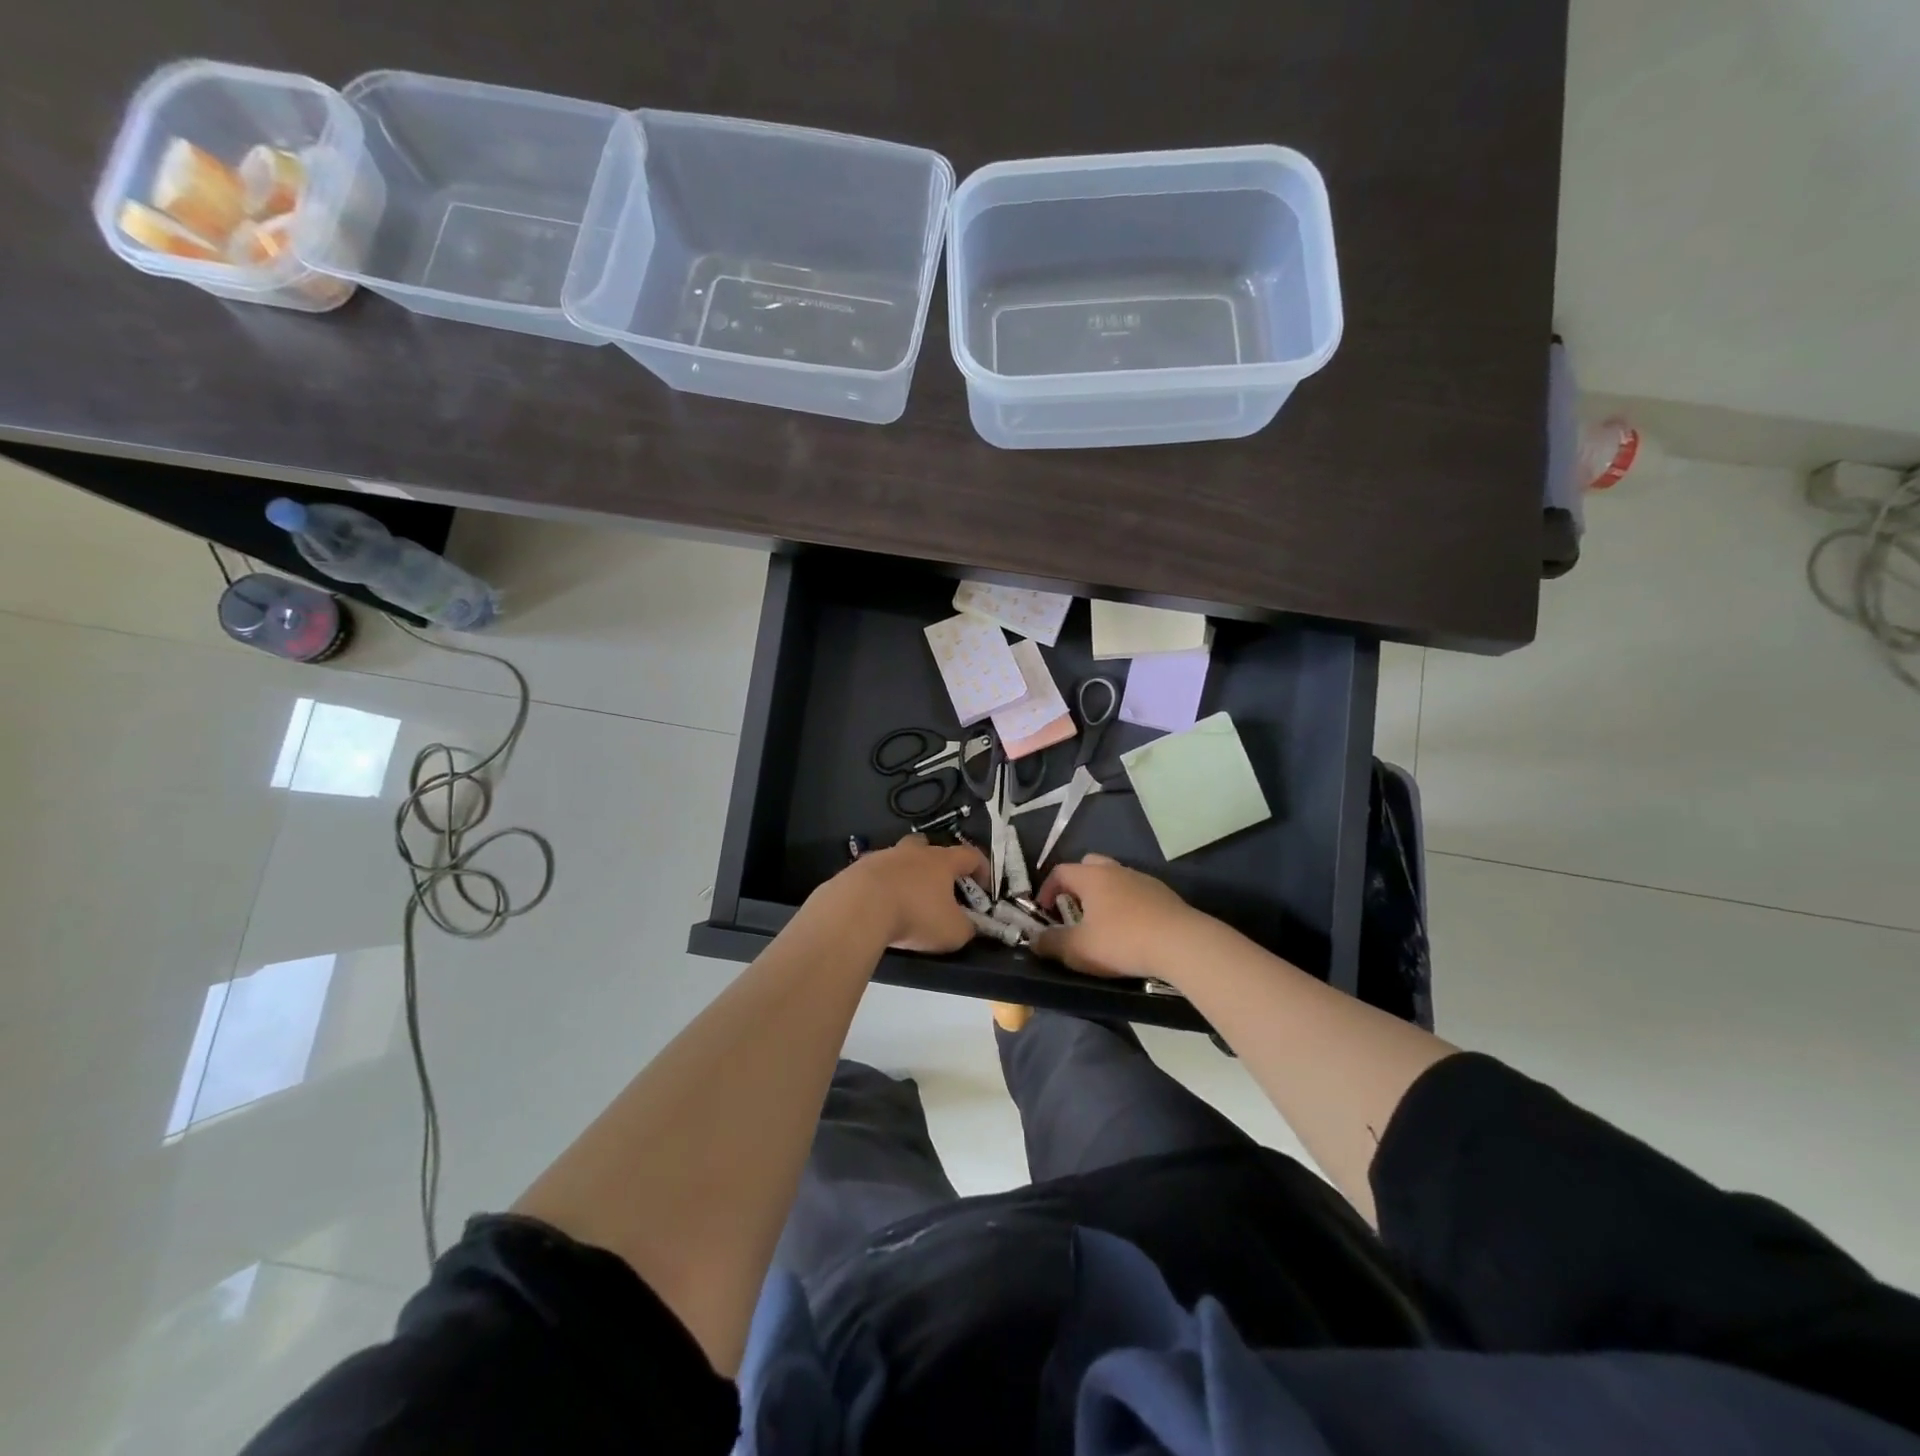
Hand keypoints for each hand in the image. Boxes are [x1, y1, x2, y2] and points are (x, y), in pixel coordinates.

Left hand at [820, 834, 989, 953]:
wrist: (858, 908)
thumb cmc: (914, 915)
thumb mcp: (952, 932)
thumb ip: (967, 928)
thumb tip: (968, 926)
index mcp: (941, 861)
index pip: (970, 855)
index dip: (982, 869)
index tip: (985, 887)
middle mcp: (913, 852)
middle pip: (929, 846)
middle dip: (936, 863)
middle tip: (939, 886)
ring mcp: (883, 856)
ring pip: (899, 858)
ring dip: (906, 874)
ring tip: (905, 900)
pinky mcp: (857, 868)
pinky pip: (875, 873)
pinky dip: (881, 886)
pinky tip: (879, 906)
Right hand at [1033, 854, 1201, 979]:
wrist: (1182, 943)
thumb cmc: (1123, 941)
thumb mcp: (1079, 949)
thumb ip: (1052, 944)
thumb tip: (1034, 940)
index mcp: (1092, 877)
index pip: (1060, 871)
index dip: (1047, 889)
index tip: (1045, 912)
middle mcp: (1116, 870)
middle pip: (1089, 865)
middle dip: (1077, 885)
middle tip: (1073, 910)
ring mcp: (1143, 879)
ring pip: (1115, 878)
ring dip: (1103, 895)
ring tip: (1102, 923)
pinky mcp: (1164, 894)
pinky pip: (1136, 892)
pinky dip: (1126, 904)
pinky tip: (1131, 929)